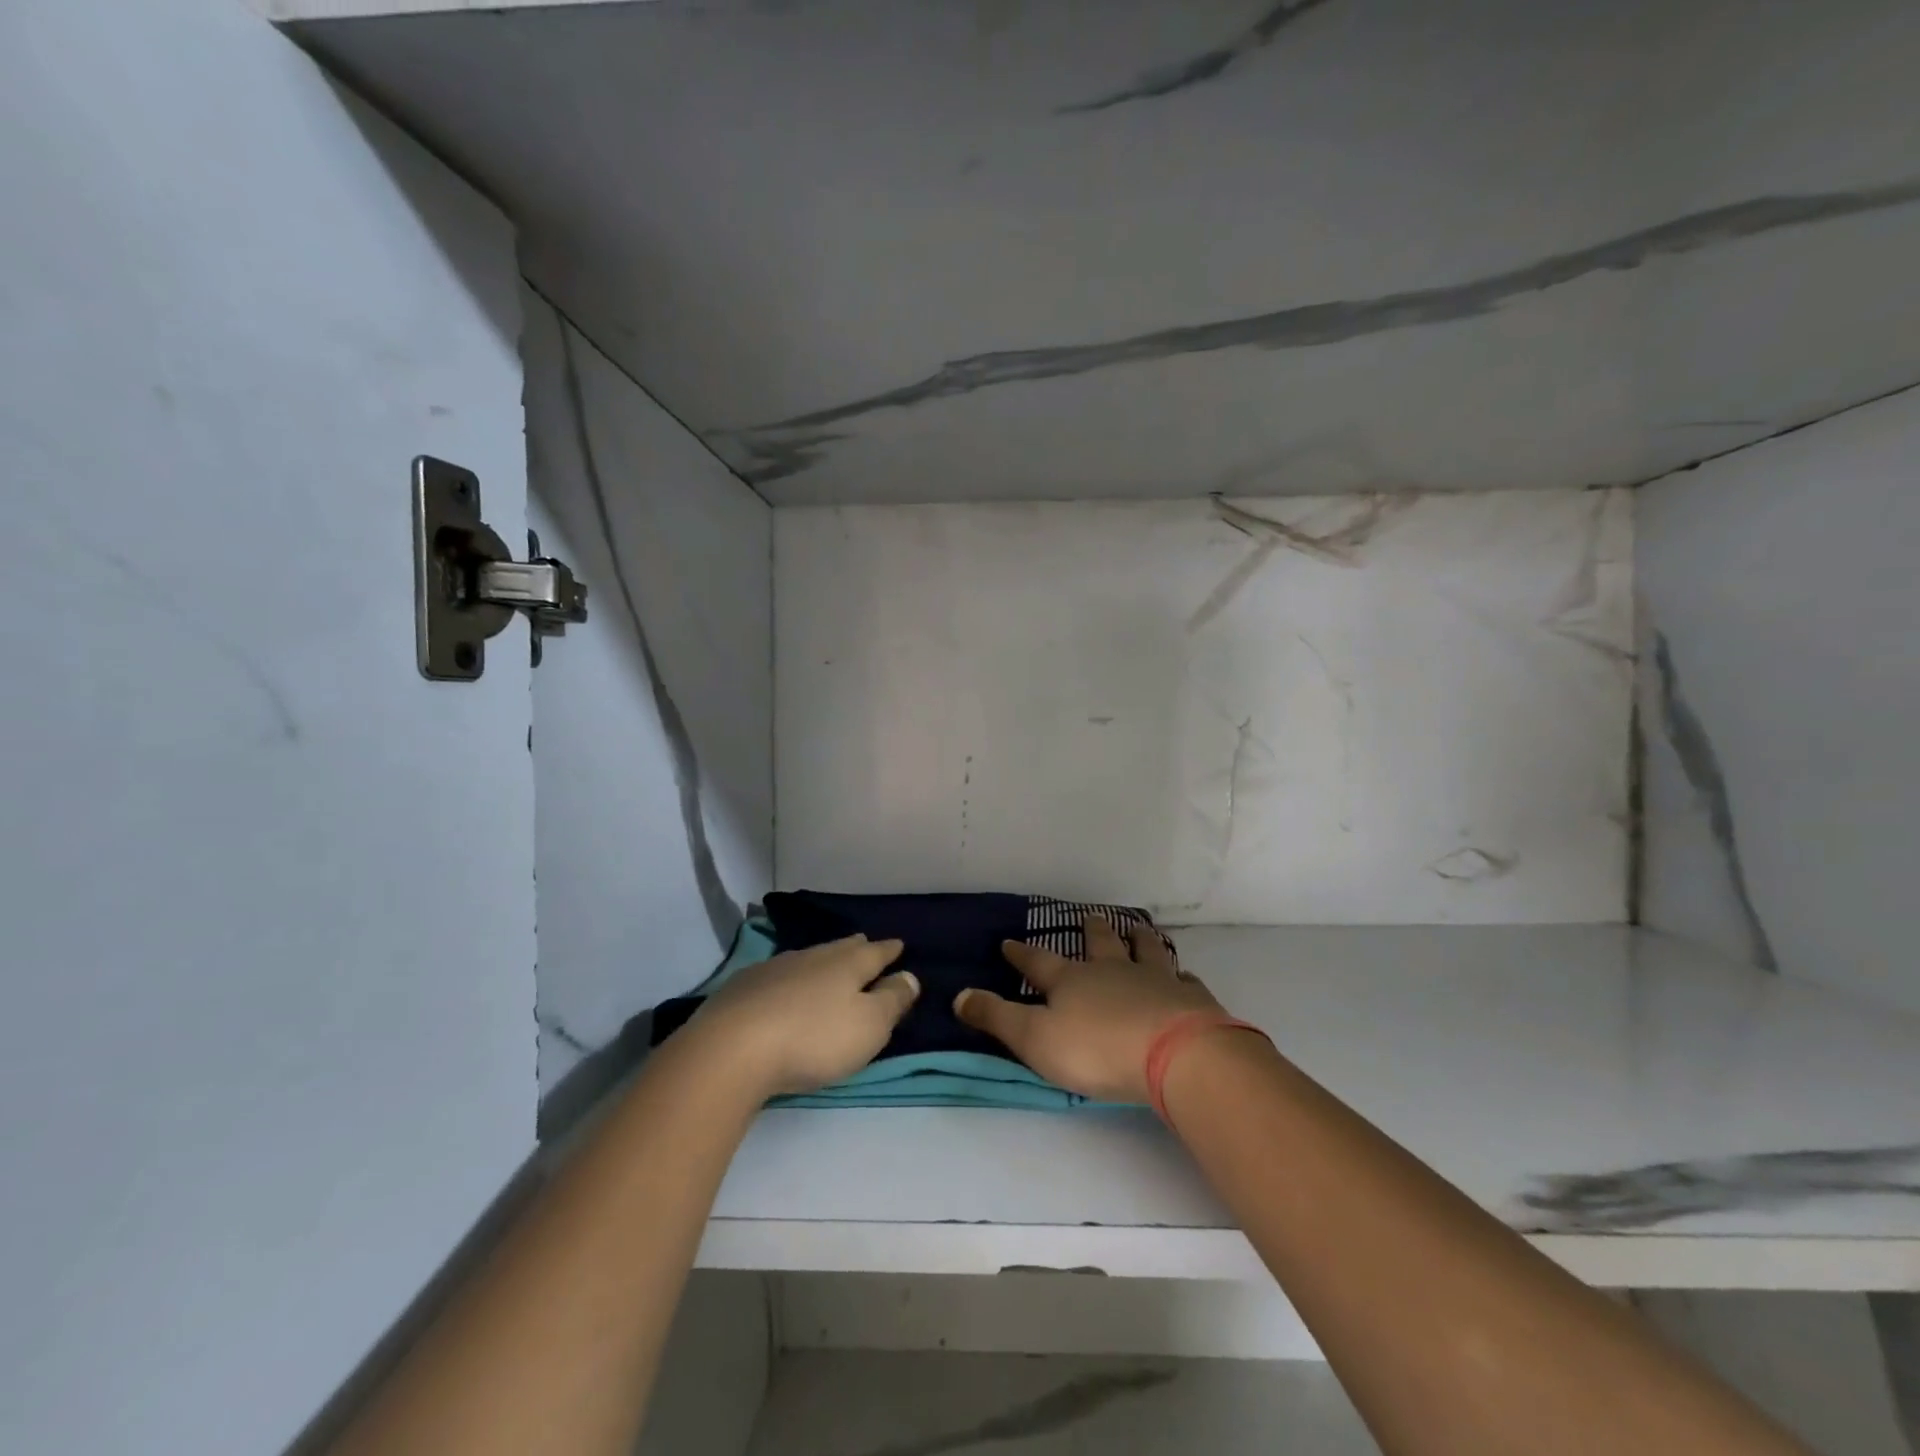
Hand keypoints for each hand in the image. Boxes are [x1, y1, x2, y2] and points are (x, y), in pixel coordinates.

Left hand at [690, 935, 919, 1098]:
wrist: (733, 1048)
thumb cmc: (814, 1038)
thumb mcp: (869, 1025)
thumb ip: (892, 1000)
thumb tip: (910, 976)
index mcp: (847, 964)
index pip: (876, 952)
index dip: (890, 951)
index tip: (899, 946)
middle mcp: (813, 957)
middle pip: (841, 948)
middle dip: (857, 948)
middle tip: (865, 944)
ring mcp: (775, 968)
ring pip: (809, 958)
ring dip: (822, 961)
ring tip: (829, 964)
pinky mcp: (744, 987)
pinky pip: (778, 974)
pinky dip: (791, 978)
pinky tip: (785, 987)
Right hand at [954, 916, 1223, 1102]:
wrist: (1174, 1053)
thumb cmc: (1097, 1048)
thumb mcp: (1034, 1038)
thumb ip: (997, 1017)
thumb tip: (958, 995)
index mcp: (1071, 981)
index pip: (1038, 963)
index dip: (1022, 954)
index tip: (1009, 942)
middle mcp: (1112, 971)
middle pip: (1100, 943)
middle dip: (1091, 930)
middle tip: (1090, 915)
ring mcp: (1154, 980)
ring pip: (1144, 950)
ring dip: (1138, 939)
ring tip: (1138, 928)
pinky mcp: (1189, 999)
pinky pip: (1184, 980)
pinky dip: (1181, 976)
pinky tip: (1184, 976)